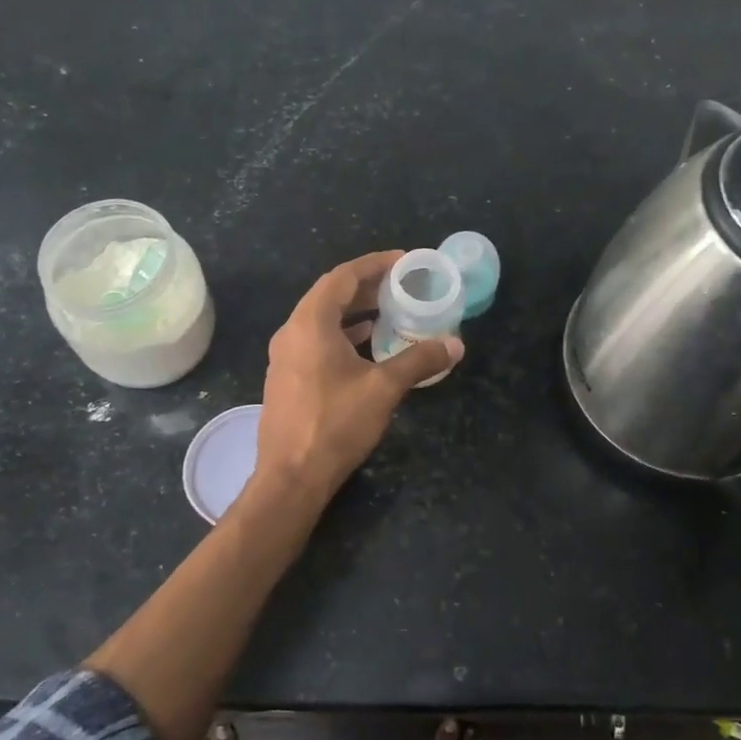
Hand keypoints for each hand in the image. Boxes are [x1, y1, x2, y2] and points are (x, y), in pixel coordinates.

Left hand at [254, 251, 462, 503]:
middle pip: (330, 296)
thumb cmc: (335, 424)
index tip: (404, 262)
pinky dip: (343, 336)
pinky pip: (316, 342)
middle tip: (401, 286)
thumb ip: (419, 360)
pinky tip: (368, 350)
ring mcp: (285, 357)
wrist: (290, 478)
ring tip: (390, 313)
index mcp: (310, 323)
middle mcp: (292, 332)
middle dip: (366, 288)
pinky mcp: (287, 379)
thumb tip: (455, 345)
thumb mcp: (383, 388)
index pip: (342, 276)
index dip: (374, 264)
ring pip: (322, 321)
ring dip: (355, 313)